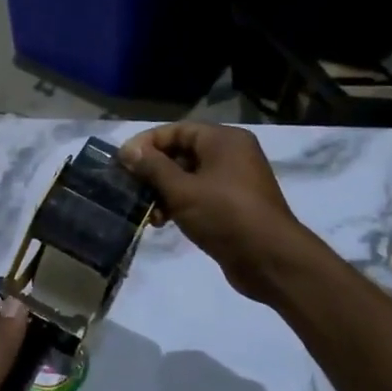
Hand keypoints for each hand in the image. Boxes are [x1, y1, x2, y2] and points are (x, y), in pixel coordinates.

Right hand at [119, 122, 306, 297]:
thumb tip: (127, 150)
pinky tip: (163, 222)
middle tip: (129, 189)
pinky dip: (179, 205)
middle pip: (181, 153)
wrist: (270, 260)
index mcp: (223, 140)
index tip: (122, 163)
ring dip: (163, 192)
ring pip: (187, 177)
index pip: (176, 130)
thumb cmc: (225, 215)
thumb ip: (152, 167)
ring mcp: (234, 181)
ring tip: (147, 213)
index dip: (146, 144)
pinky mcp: (233, 206)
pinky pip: (199, 196)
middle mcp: (231, 154)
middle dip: (153, 172)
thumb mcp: (182, 190)